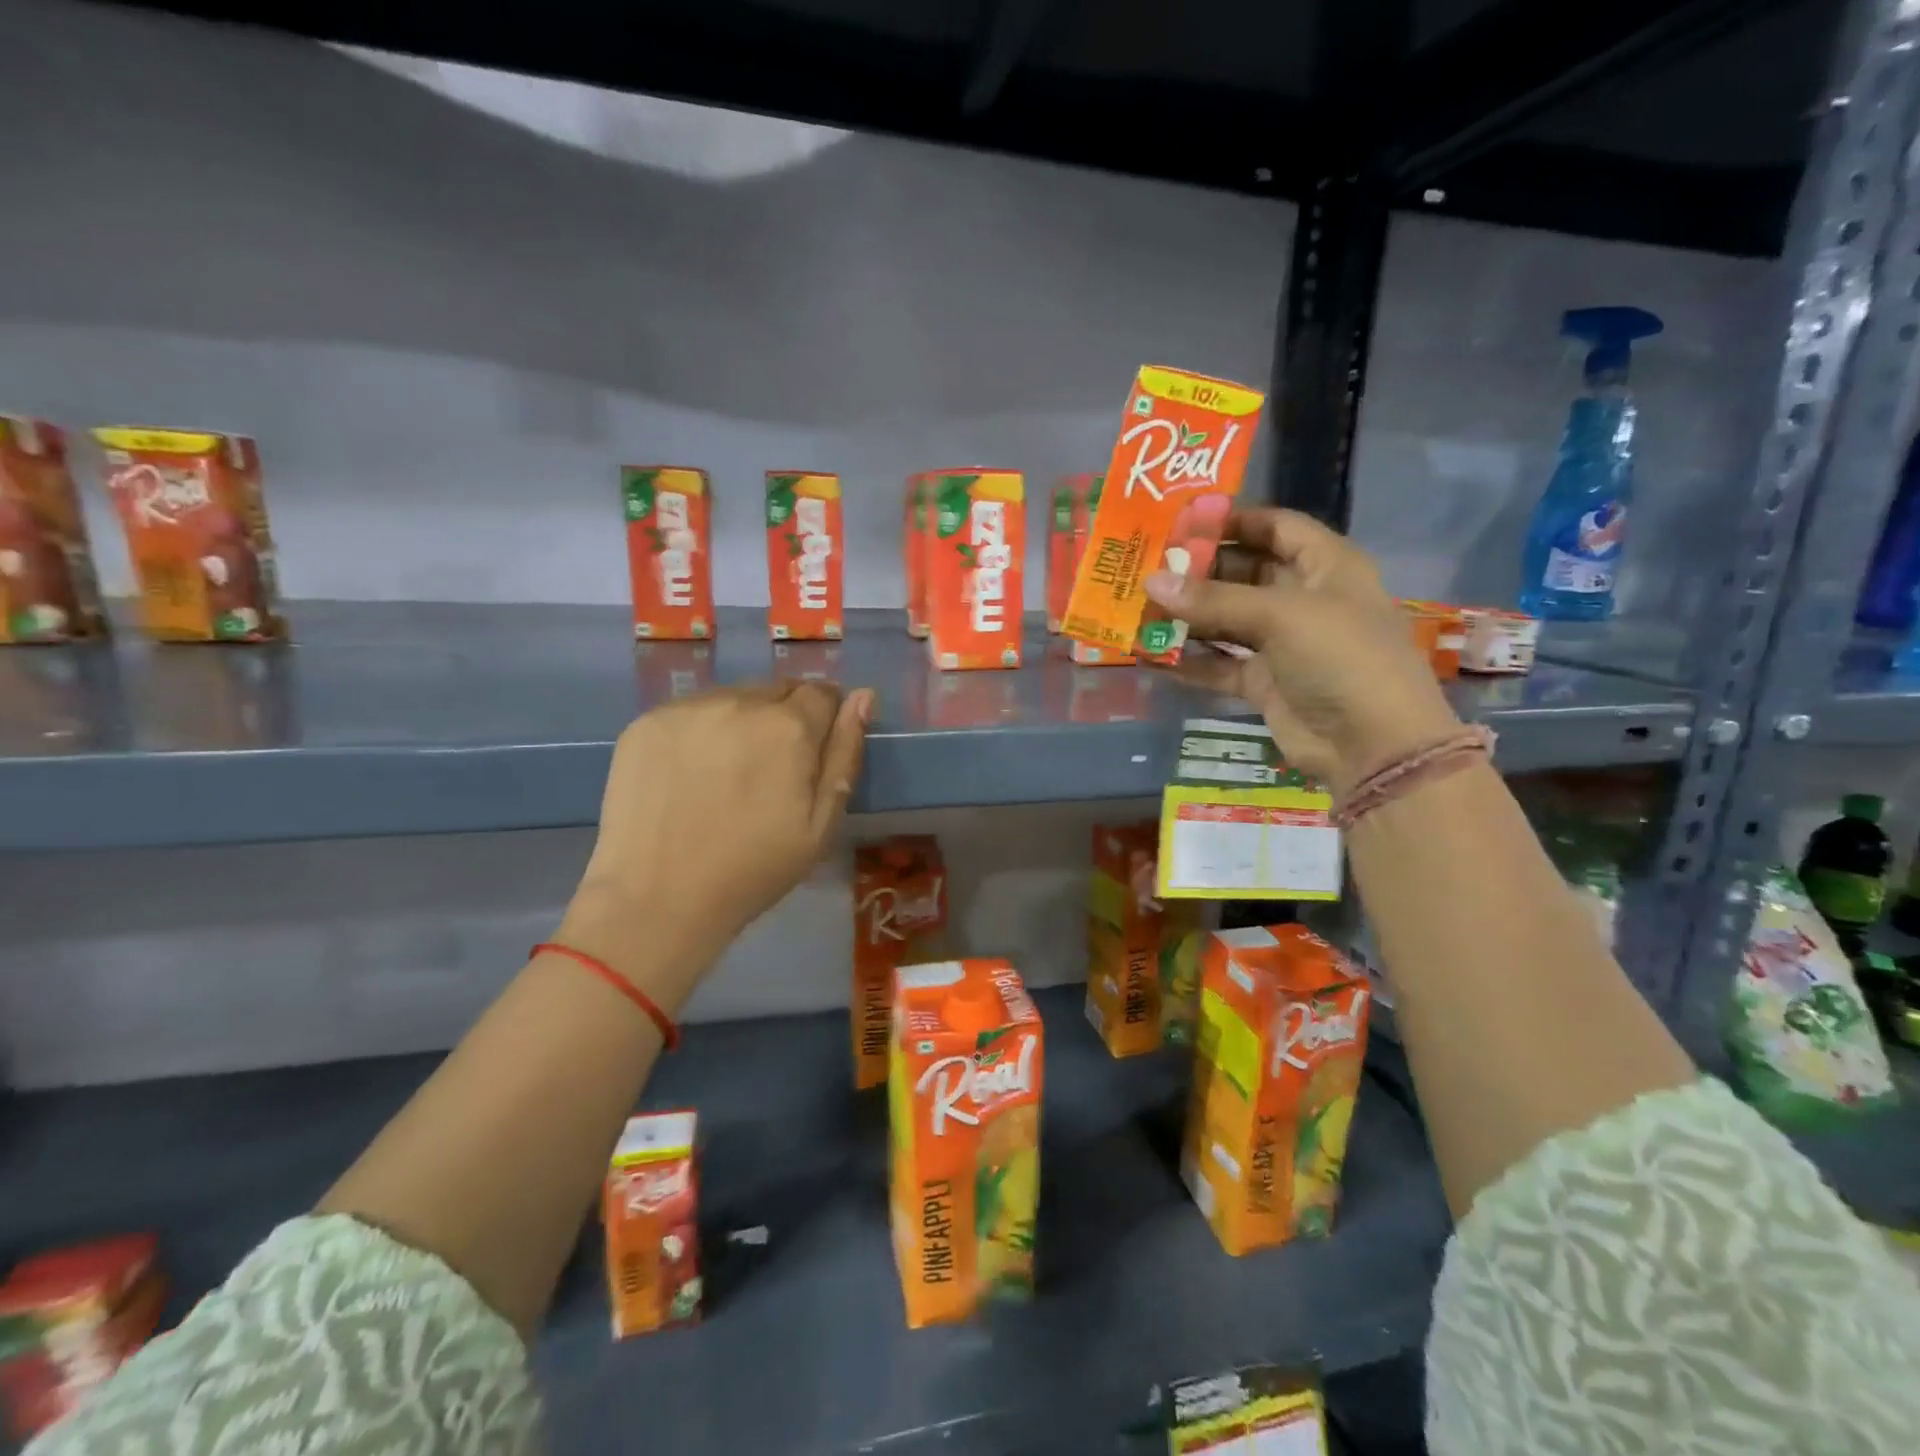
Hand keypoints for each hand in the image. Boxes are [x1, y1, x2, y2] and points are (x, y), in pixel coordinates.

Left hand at [558, 681, 871, 1005]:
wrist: (657, 899)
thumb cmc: (753, 869)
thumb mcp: (821, 824)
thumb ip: (845, 753)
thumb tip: (863, 696)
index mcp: (790, 727)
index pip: (822, 693)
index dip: (825, 719)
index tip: (812, 754)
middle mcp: (740, 702)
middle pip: (778, 690)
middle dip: (784, 717)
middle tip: (771, 769)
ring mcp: (688, 709)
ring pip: (733, 697)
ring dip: (743, 720)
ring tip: (728, 772)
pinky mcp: (647, 722)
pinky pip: (691, 711)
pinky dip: (701, 731)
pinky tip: (691, 772)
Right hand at [1144, 508, 1460, 792]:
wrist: (1372, 745)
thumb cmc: (1340, 658)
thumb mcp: (1281, 616)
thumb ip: (1214, 600)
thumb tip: (1151, 582)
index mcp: (1326, 566)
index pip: (1277, 527)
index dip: (1234, 519)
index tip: (1182, 522)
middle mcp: (1303, 599)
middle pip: (1244, 572)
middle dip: (1199, 570)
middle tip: (1147, 566)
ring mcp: (1283, 643)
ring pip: (1226, 620)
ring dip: (1188, 615)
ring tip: (1140, 607)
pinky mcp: (1264, 682)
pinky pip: (1219, 664)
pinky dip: (1189, 660)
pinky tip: (1151, 654)